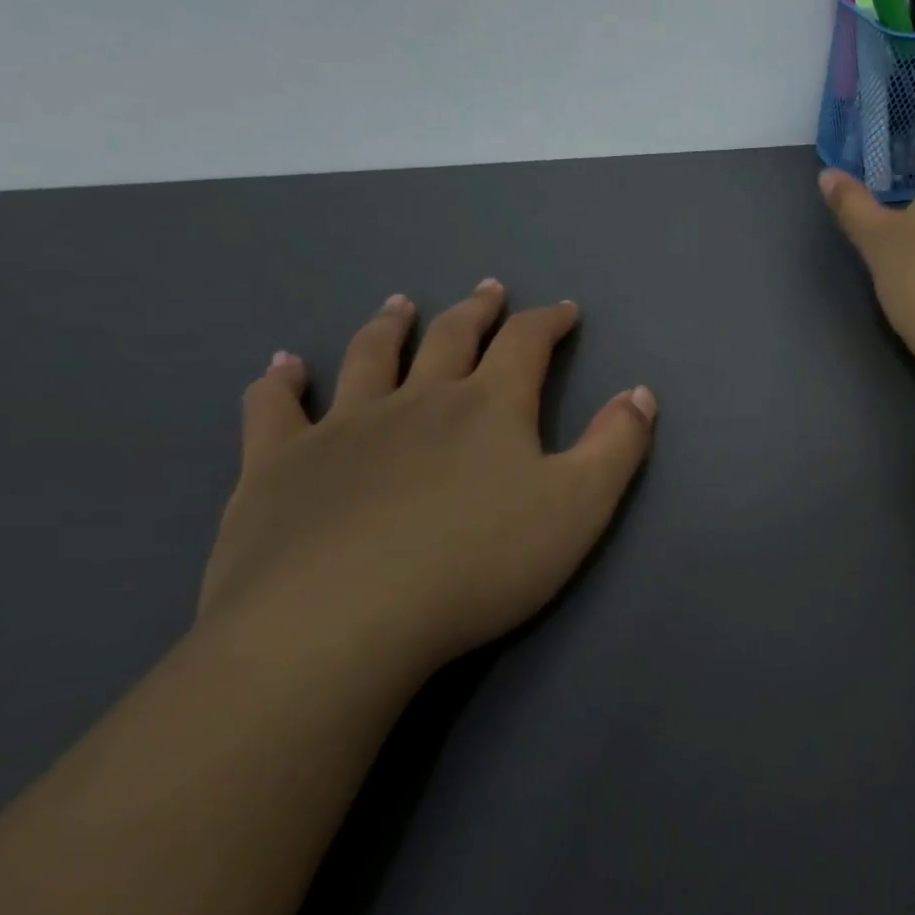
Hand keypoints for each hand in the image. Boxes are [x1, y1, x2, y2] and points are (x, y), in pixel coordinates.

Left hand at [201, 282, 656, 677]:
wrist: (338, 623)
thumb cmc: (477, 564)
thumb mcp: (578, 507)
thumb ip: (616, 445)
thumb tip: (640, 393)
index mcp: (489, 406)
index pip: (527, 343)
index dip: (549, 321)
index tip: (564, 310)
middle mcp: (418, 399)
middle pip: (452, 337)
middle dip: (477, 311)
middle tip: (487, 290)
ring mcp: (343, 427)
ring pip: (370, 357)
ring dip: (390, 326)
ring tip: (399, 304)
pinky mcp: (278, 466)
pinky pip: (274, 410)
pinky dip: (279, 383)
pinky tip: (281, 367)